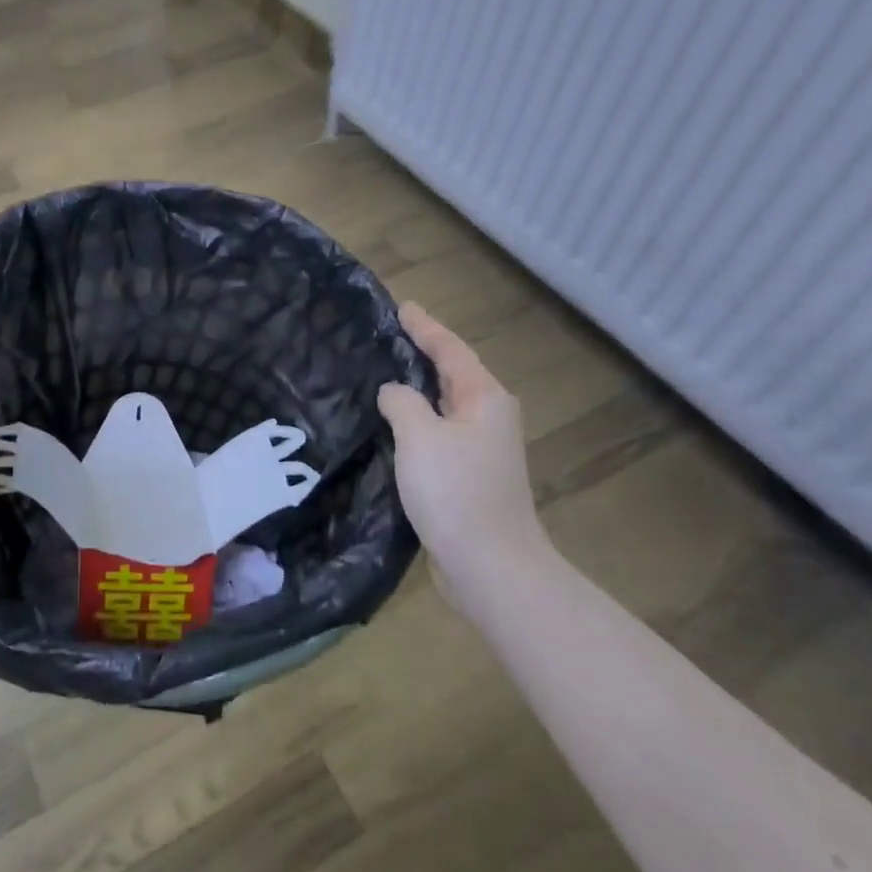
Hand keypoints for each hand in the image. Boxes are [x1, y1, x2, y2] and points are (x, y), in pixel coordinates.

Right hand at [378, 302, 550, 592]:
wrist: (489, 565)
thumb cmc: (455, 491)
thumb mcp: (420, 436)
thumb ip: (401, 402)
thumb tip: (393, 393)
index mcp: (484, 398)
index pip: (450, 349)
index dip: (424, 327)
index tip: (402, 307)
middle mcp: (488, 417)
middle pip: (451, 374)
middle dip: (422, 353)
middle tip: (387, 336)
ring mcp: (480, 449)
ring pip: (443, 404)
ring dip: (417, 388)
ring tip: (382, 373)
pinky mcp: (467, 475)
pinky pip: (437, 432)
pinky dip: (416, 419)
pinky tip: (391, 423)